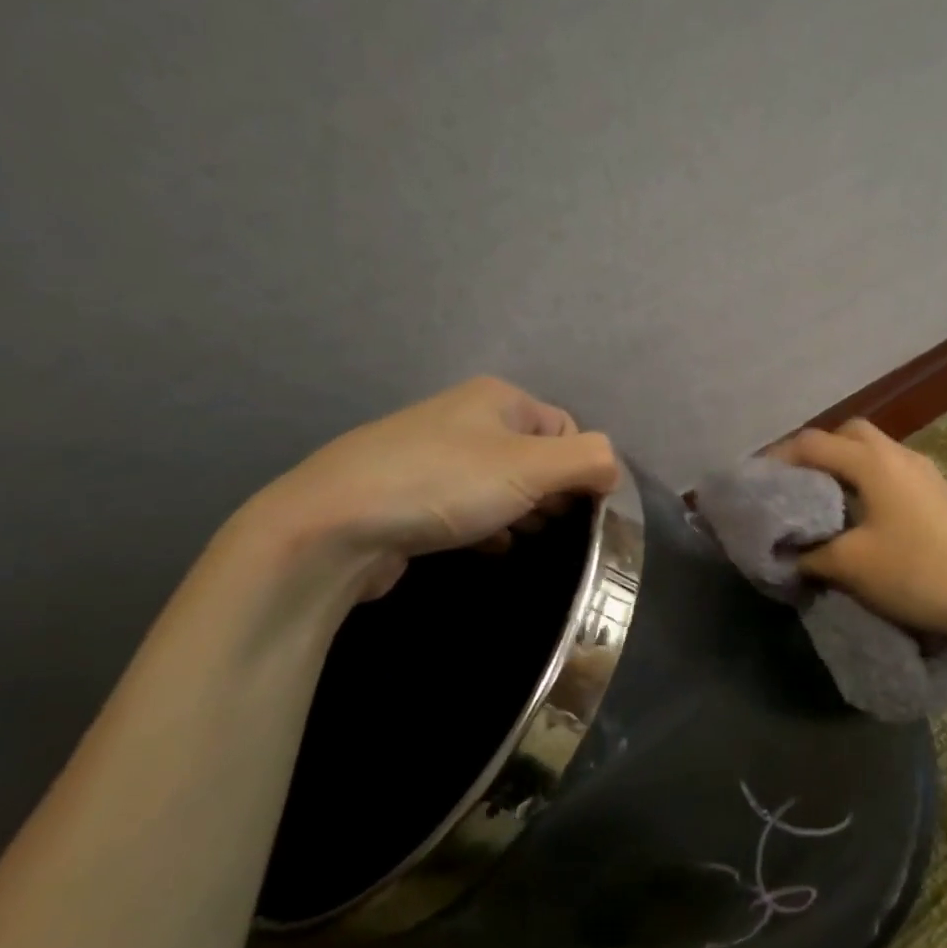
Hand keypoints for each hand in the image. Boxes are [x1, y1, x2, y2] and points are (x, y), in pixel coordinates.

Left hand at [246, 376, 620, 601]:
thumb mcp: (531, 467)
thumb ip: (589, 460)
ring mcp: (433, 455)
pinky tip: (485, 548)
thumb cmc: (444, 484)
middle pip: (535, 457)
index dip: (580, 470)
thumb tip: (613, 469)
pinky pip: (467, 506)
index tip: (575, 509)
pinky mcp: (410, 494)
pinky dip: (485, 526)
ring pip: (501, 485)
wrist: (333, 525)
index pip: (566, 429)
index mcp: (498, 399)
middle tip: (545, 525)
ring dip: (519, 514)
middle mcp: (465, 417)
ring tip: (517, 539)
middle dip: (550, 495)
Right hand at [768, 419, 946, 640]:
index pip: (813, 443)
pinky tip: (869, 516)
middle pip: (849, 434)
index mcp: (873, 463)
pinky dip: (871, 481)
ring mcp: (926, 472)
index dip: (779, 457)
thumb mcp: (851, 565)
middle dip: (818, 451)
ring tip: (829, 500)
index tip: (758, 481)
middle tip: (798, 483)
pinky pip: (895, 472)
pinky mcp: (942, 493)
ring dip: (848, 465)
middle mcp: (900, 455)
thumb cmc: (916, 572)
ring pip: (876, 451)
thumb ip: (811, 554)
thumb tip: (789, 553)